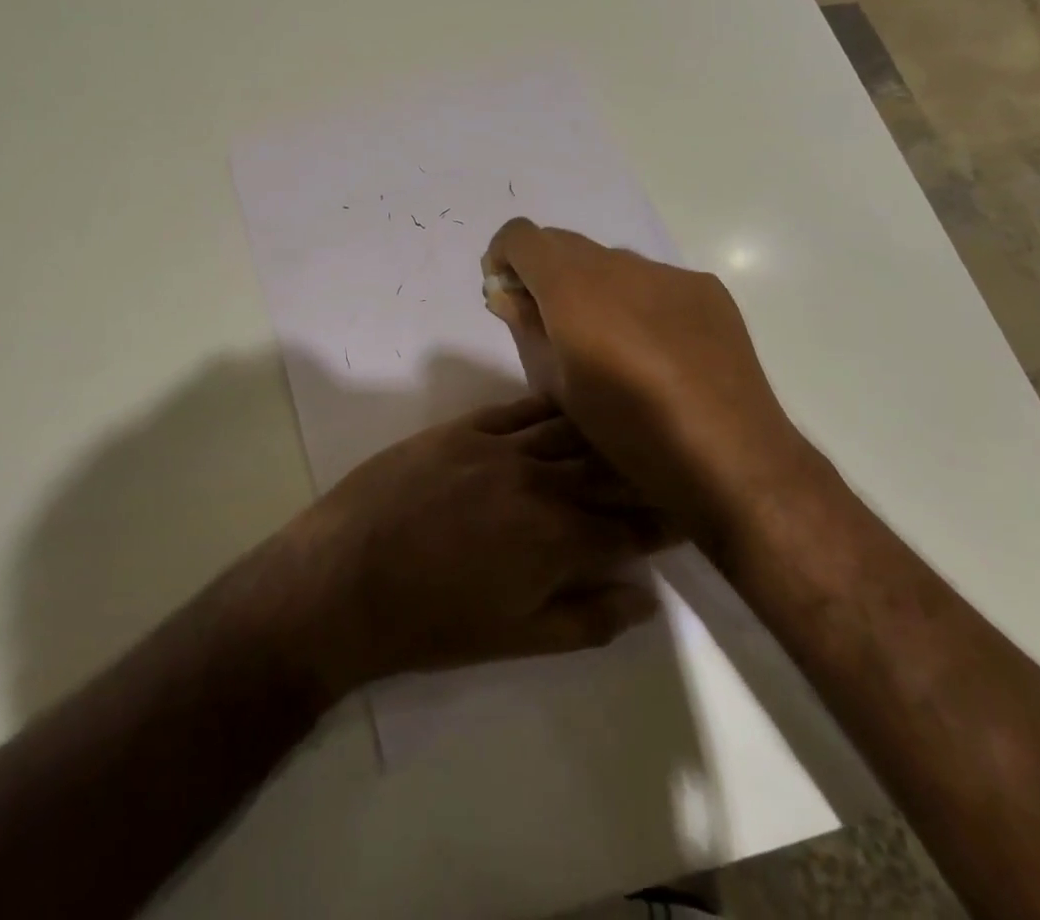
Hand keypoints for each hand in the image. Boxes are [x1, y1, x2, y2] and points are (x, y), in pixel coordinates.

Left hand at [273, 396, 667, 698]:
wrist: (346, 576)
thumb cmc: (433, 622)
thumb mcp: (517, 638)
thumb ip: (586, 619)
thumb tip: (645, 599)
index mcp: (557, 539)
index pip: (630, 526)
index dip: (666, 520)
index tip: (693, 508)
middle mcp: (538, 482)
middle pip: (607, 470)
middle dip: (646, 470)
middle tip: (675, 461)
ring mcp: (498, 446)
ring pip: (569, 432)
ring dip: (605, 431)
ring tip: (633, 424)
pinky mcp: (463, 427)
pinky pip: (518, 409)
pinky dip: (550, 407)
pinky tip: (568, 400)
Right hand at [480, 219, 811, 544]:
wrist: (731, 457)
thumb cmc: (630, 430)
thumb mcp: (561, 385)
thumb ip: (528, 327)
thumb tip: (506, 294)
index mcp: (574, 287)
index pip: (521, 236)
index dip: (503, 257)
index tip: (507, 292)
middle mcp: (619, 264)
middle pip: (563, 243)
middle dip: (544, 271)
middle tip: (549, 320)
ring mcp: (668, 273)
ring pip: (610, 261)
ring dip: (592, 285)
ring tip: (608, 340)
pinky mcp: (706, 288)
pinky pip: (653, 279)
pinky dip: (636, 299)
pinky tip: (655, 347)